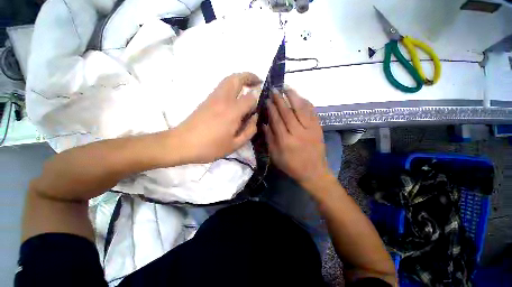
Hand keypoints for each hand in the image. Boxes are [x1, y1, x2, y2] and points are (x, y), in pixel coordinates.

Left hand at [175, 72, 260, 162]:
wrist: (182, 144)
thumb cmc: (210, 147)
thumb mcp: (234, 145)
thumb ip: (249, 130)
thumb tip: (255, 117)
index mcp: (232, 111)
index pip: (250, 97)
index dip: (258, 98)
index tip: (261, 102)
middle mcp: (224, 99)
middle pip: (237, 79)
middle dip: (249, 76)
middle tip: (258, 81)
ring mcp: (213, 97)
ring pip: (228, 80)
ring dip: (240, 79)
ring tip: (248, 86)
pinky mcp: (207, 100)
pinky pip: (222, 86)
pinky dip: (232, 85)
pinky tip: (236, 96)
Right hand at [264, 87, 329, 185]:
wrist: (314, 172)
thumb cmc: (292, 166)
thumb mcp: (276, 156)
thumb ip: (270, 139)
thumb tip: (264, 123)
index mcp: (285, 141)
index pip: (277, 120)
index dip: (272, 109)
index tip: (268, 99)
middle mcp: (298, 133)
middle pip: (288, 112)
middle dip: (280, 100)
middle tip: (275, 89)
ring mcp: (310, 129)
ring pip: (301, 109)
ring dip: (293, 97)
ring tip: (287, 88)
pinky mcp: (318, 129)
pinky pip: (312, 112)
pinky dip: (306, 103)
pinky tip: (301, 97)